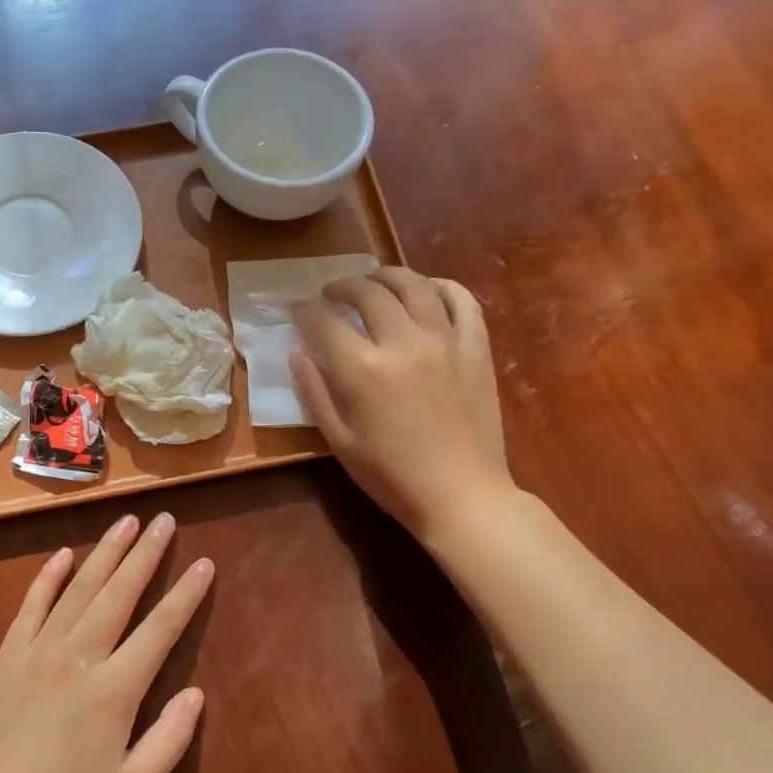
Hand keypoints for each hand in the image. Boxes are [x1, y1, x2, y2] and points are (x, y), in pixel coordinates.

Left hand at [0, 512, 210, 772]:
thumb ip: (170, 739)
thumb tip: (196, 693)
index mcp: (114, 690)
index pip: (160, 629)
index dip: (186, 594)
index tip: (204, 563)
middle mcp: (79, 656)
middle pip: (120, 593)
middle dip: (146, 553)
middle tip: (164, 518)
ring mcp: (39, 650)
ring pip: (79, 588)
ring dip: (105, 552)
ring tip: (126, 521)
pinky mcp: (8, 655)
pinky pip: (32, 604)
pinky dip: (48, 576)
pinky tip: (63, 554)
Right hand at [291, 267, 511, 540]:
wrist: (462, 496)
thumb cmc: (392, 476)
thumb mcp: (339, 441)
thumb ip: (315, 391)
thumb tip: (298, 352)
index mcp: (363, 369)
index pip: (324, 322)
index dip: (304, 311)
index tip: (297, 310)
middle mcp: (403, 342)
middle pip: (367, 293)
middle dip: (341, 287)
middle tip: (331, 295)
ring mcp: (445, 341)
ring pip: (414, 285)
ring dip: (387, 276)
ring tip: (374, 281)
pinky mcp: (476, 348)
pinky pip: (462, 301)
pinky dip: (442, 286)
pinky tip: (427, 290)